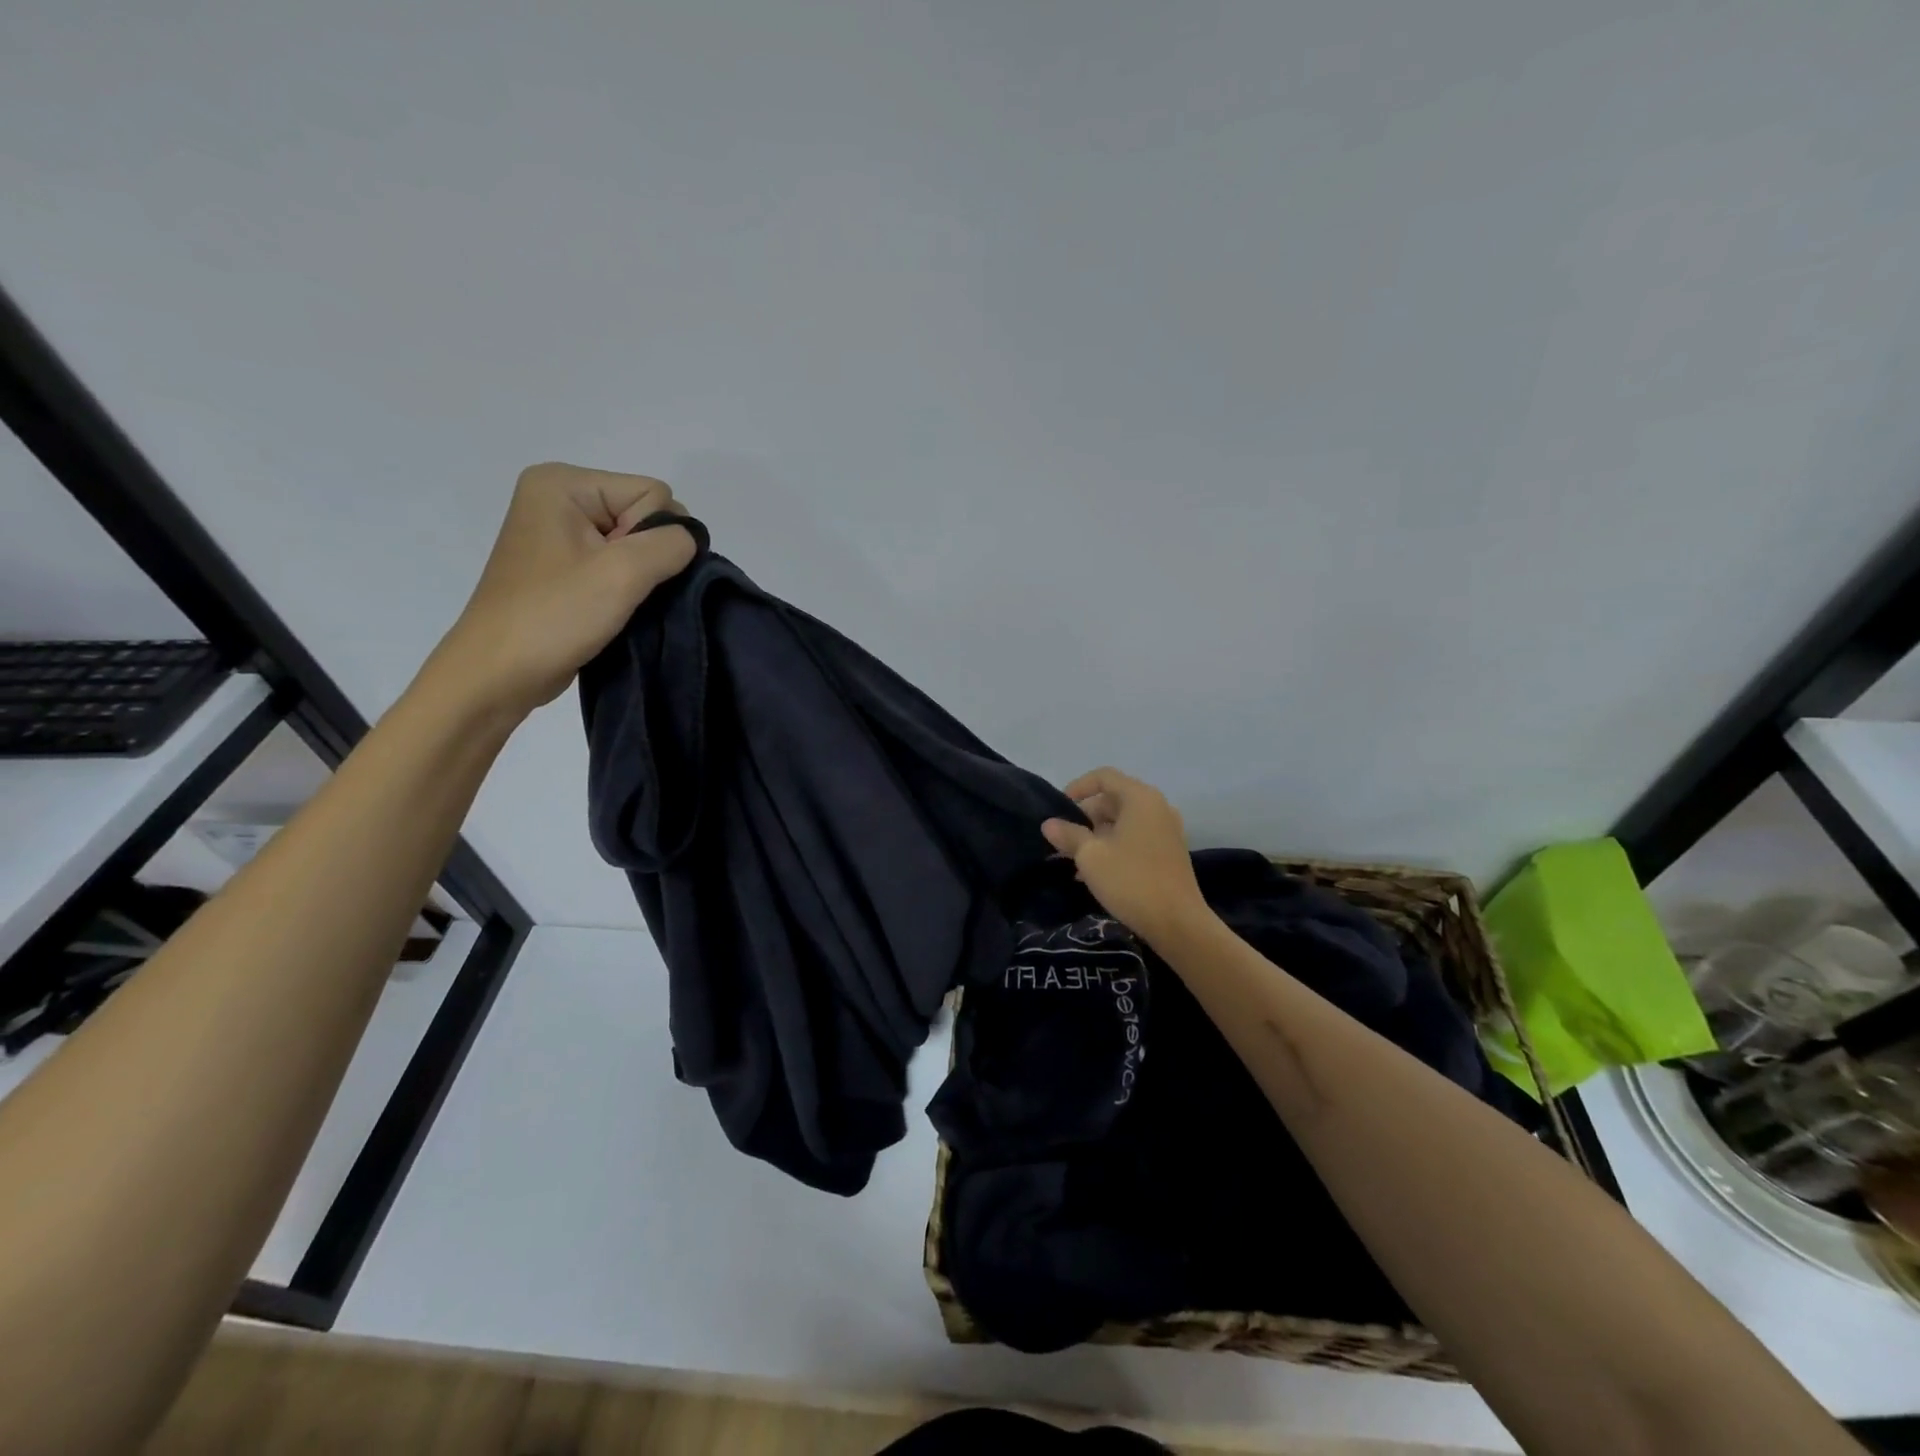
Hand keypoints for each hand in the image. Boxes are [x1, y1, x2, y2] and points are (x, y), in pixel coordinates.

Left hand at [434, 463, 697, 717]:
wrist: (498, 675)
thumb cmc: (553, 617)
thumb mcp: (622, 573)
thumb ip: (671, 544)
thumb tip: (689, 541)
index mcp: (563, 483)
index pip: (652, 493)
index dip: (654, 536)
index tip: (621, 573)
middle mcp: (559, 498)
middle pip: (645, 514)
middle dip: (648, 556)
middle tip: (619, 592)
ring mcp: (560, 533)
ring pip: (636, 544)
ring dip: (640, 577)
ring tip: (617, 605)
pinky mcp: (565, 566)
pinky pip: (619, 564)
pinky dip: (627, 587)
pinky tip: (613, 609)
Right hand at [1041, 767, 1209, 945]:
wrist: (1178, 923)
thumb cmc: (1131, 881)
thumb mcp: (1091, 856)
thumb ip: (1068, 835)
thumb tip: (1049, 824)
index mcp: (1140, 798)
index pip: (1104, 776)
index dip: (1078, 787)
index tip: (1059, 808)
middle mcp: (1157, 807)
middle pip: (1114, 799)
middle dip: (1086, 816)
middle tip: (1064, 839)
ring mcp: (1167, 830)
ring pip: (1124, 821)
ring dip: (1098, 835)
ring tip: (1075, 860)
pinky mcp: (1170, 852)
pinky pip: (1136, 838)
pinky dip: (1115, 846)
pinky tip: (1096, 873)